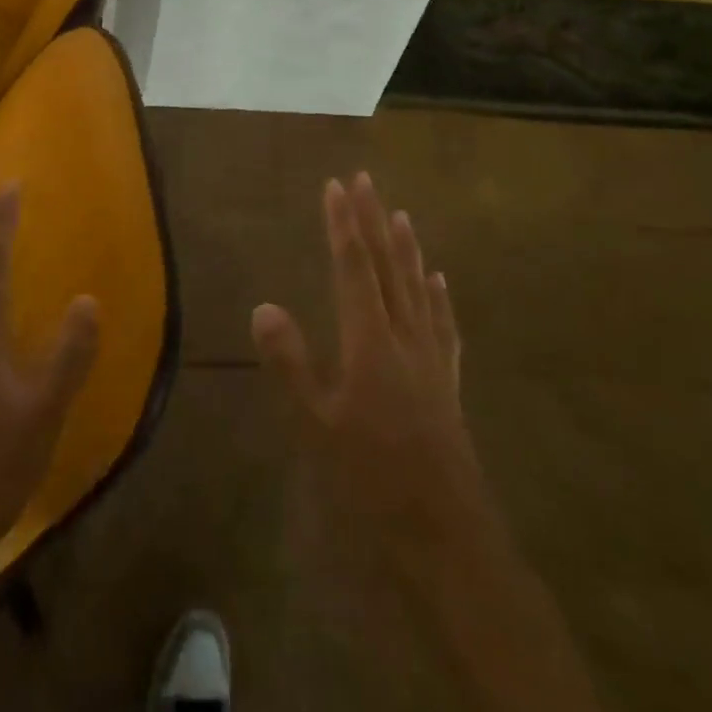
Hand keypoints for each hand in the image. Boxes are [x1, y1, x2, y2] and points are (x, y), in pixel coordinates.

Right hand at [251, 172, 486, 566]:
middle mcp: (403, 336)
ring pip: (417, 287)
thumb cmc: (372, 478)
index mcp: (369, 340)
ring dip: (406, 248)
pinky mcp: (447, 382)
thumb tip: (263, 305)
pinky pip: (443, 325)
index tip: (335, 186)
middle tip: (365, 180)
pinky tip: (438, 281)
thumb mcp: (317, 425)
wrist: (446, 532)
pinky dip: (437, 297)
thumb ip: (290, 363)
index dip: (342, 224)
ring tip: (401, 214)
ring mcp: (430, 358)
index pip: (352, 268)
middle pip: (387, 266)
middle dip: (373, 220)